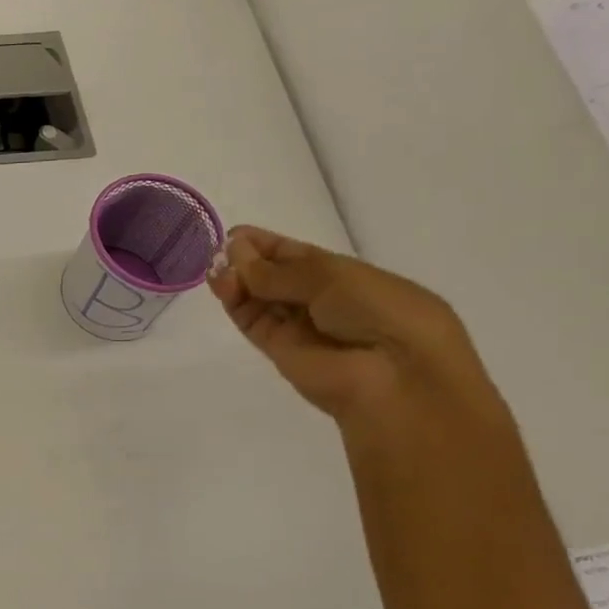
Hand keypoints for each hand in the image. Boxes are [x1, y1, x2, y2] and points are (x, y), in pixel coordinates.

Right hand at [207, 226, 499, 429]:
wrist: (393, 374)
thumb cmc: (378, 310)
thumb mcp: (330, 276)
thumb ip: (277, 270)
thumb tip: (235, 253)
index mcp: (345, 276)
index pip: (296, 256)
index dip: (267, 245)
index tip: (235, 234)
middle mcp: (319, 301)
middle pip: (274, 277)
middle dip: (247, 261)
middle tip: (219, 250)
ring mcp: (298, 327)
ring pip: (259, 299)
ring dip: (237, 280)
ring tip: (216, 267)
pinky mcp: (278, 351)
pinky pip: (253, 321)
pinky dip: (235, 302)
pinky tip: (221, 283)